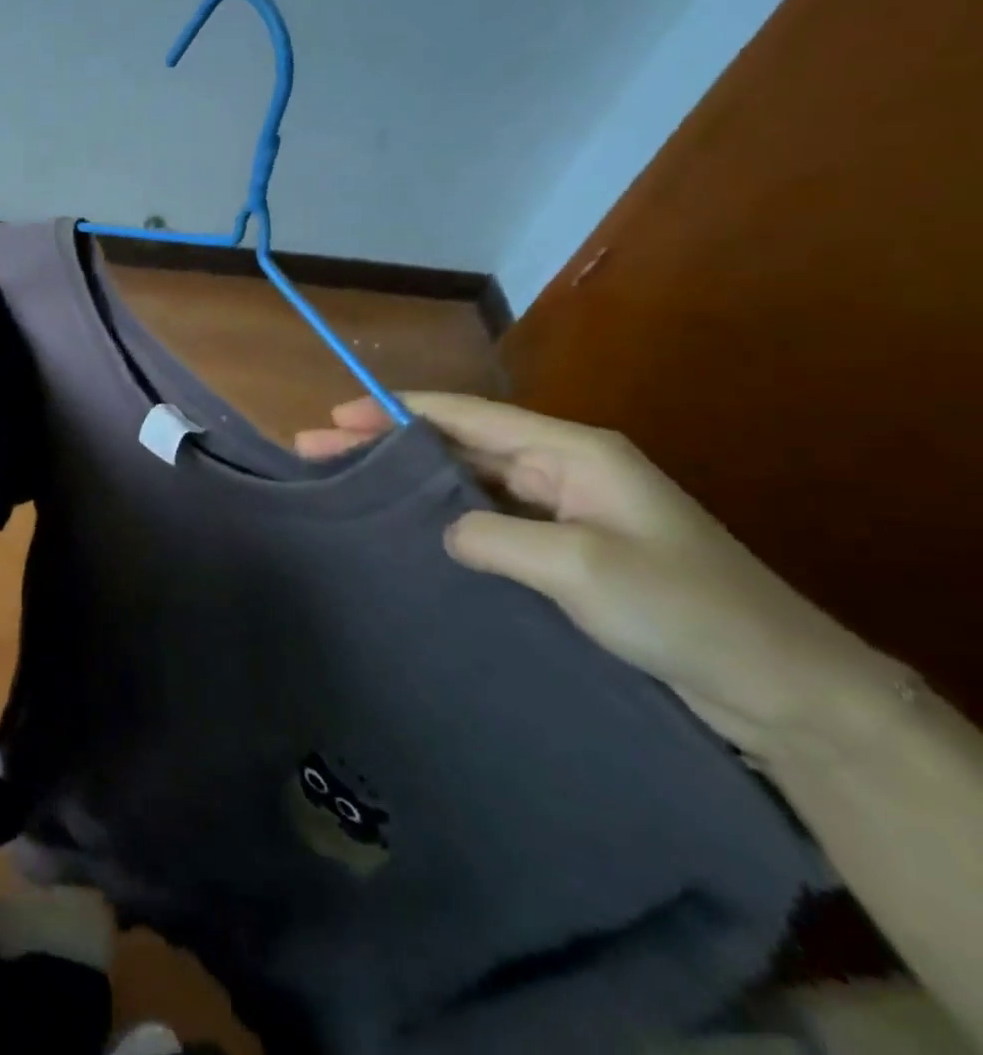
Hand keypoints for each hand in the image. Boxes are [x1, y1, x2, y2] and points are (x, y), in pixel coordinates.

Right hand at [296, 394, 897, 758]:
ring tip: (347, 485)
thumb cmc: (683, 608)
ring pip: (466, 483)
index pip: (465, 416)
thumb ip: (495, 536)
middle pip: (456, 445)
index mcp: (571, 452)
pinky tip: (405, 532)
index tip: (336, 416)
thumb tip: (443, 531)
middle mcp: (561, 470)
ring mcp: (562, 512)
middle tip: (317, 449)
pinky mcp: (562, 552)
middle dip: (387, 444)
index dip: (395, 410)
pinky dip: (440, 519)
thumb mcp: (580, 565)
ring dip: (408, 482)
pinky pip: (486, 521)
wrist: (780, 687)